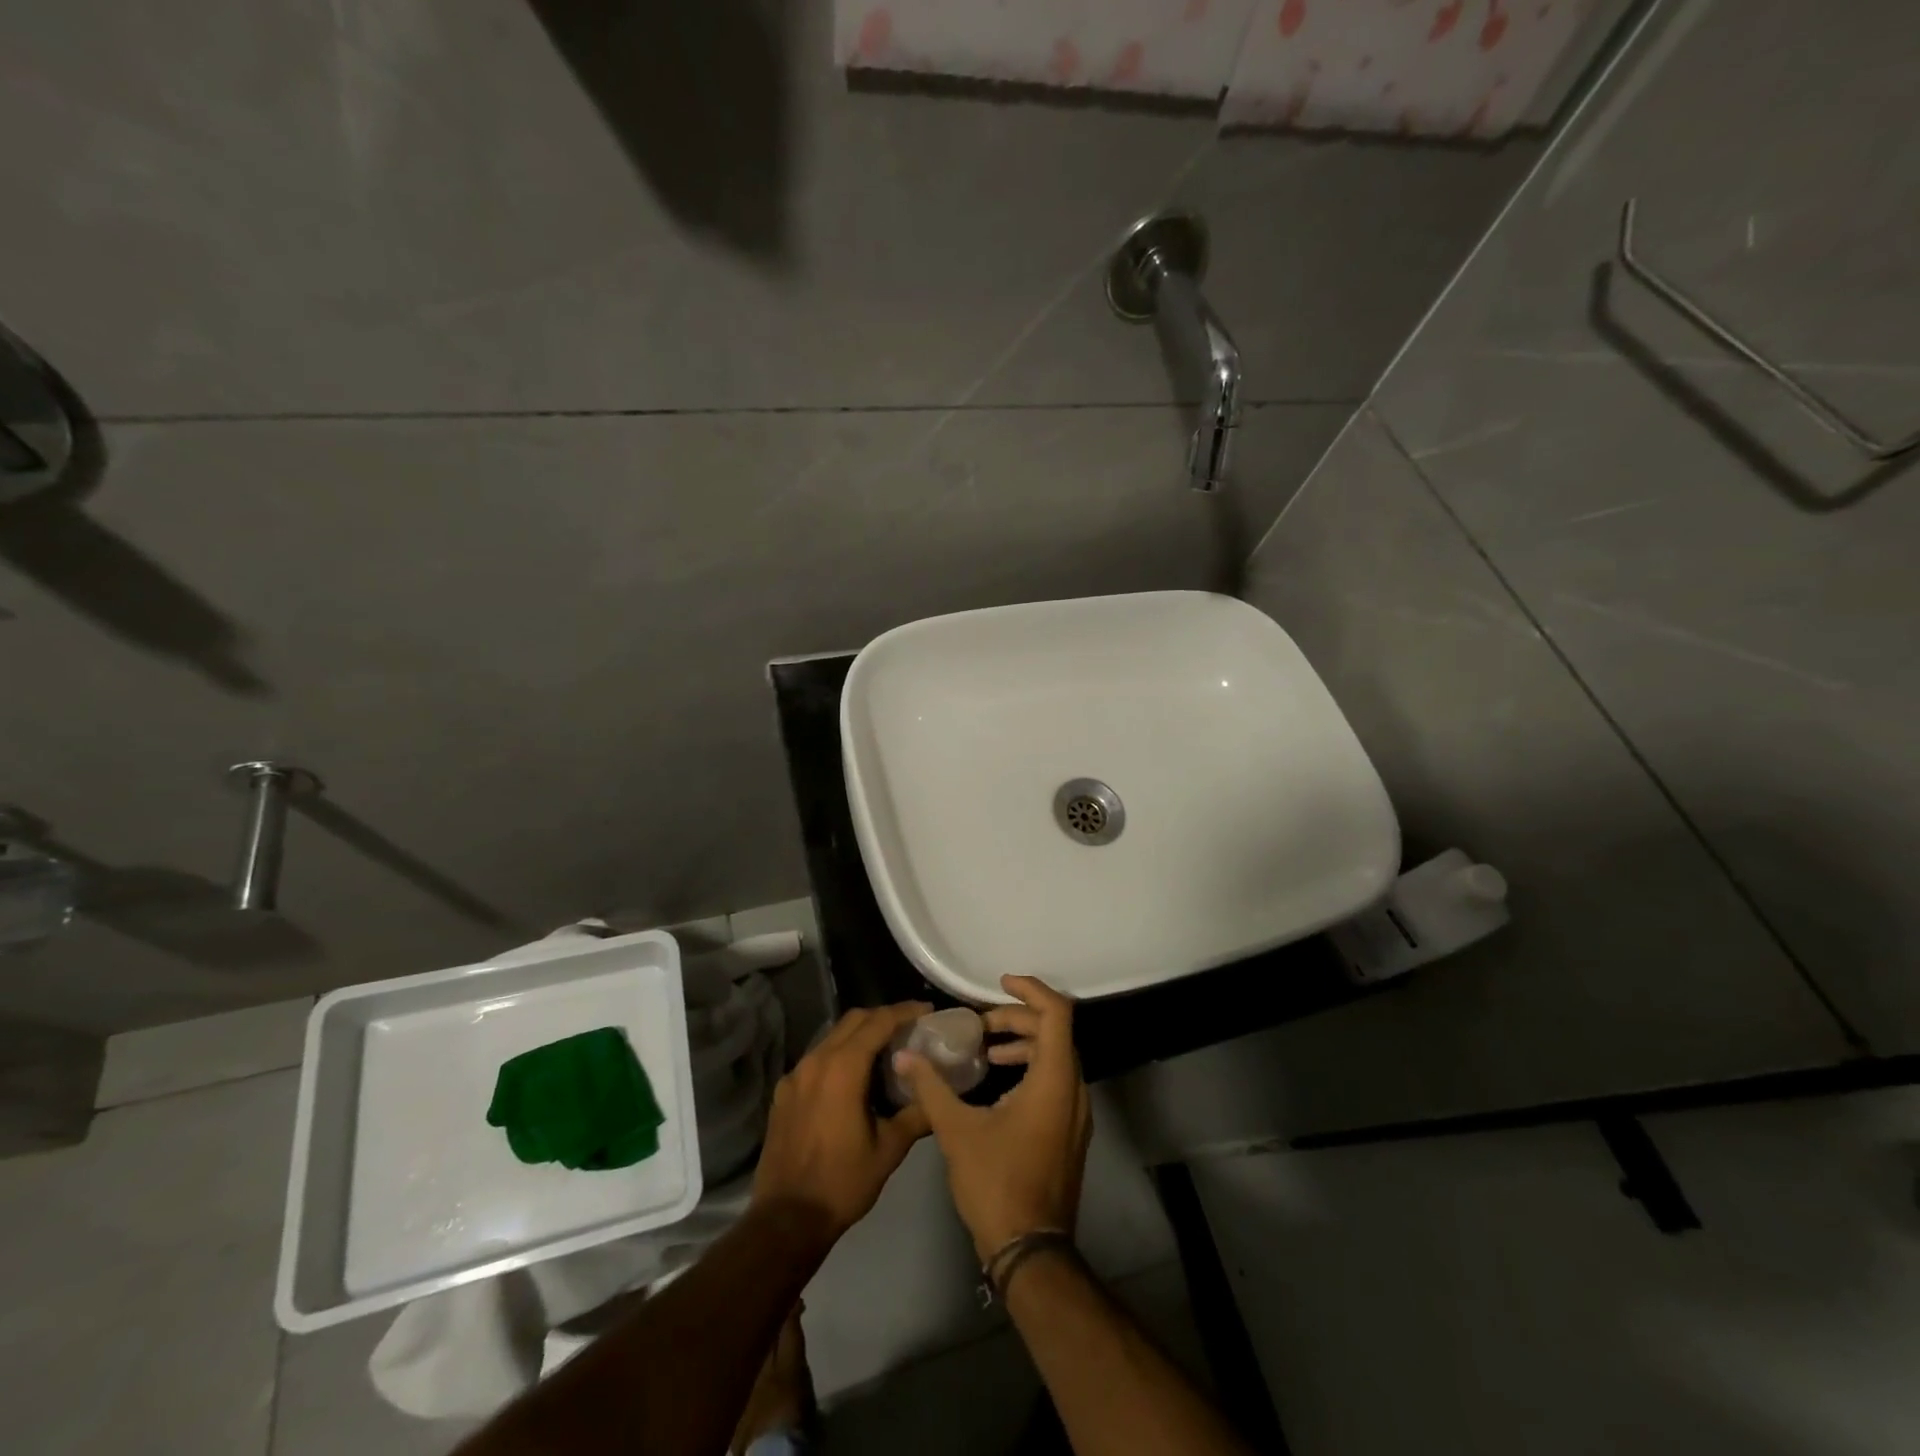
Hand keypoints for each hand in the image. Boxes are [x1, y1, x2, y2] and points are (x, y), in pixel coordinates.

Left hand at [752, 1002, 933, 1241]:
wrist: (786, 1219)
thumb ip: (916, 1113)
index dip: (905, 1011)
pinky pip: (816, 1058)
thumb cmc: (842, 1182)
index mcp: (844, 1068)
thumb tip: (938, 1094)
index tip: (926, 1010)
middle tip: (909, 1027)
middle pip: (853, 1020)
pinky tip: (851, 1077)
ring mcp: (796, 1075)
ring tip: (884, 1049)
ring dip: (859, 1034)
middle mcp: (817, 1060)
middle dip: (883, 1017)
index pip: (878, 1022)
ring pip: (832, 1036)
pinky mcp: (783, 1092)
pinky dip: (838, 1054)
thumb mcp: (889, 1149)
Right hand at [893, 976, 1091, 1260]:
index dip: (1030, 990)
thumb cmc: (997, 1184)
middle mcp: (1074, 1089)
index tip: (998, 984)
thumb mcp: (957, 1131)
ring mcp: (1076, 1113)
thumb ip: (931, 1087)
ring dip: (1024, 1043)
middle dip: (1017, 1019)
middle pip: (1055, 1031)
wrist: (1031, 1251)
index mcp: (1054, 1080)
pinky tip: (999, 1083)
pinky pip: (1056, 1080)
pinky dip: (1031, 1067)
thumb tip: (904, 1056)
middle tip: (980, 1025)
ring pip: (1057, 1057)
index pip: (1057, 1013)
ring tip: (985, 1050)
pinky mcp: (1070, 1132)